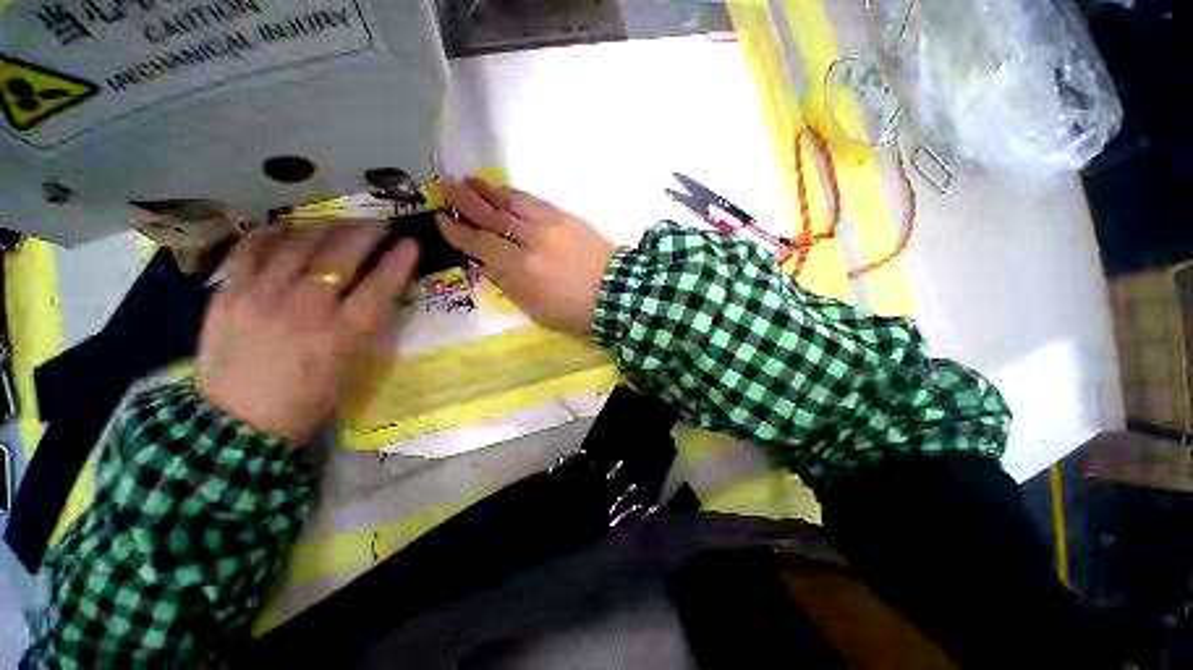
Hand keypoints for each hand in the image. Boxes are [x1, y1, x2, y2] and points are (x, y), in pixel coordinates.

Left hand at [196, 227, 418, 443]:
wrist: (234, 427)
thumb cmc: (290, 413)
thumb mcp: (333, 385)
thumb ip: (347, 340)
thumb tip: (357, 302)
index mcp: (332, 342)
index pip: (374, 294)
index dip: (394, 266)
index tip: (409, 244)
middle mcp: (301, 310)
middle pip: (339, 257)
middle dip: (364, 234)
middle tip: (373, 225)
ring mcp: (262, 295)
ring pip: (297, 244)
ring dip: (319, 230)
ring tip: (326, 227)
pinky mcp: (232, 293)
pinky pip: (250, 250)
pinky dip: (265, 237)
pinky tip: (275, 234)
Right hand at [435, 178, 615, 333]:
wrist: (619, 292)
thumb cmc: (572, 310)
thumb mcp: (532, 307)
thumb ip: (505, 281)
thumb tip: (484, 259)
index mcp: (521, 268)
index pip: (480, 243)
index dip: (457, 230)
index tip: (439, 217)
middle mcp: (532, 239)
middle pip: (492, 215)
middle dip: (465, 200)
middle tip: (444, 185)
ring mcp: (550, 224)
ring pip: (512, 202)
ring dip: (487, 190)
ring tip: (468, 179)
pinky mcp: (566, 216)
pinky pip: (534, 200)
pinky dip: (514, 193)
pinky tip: (502, 190)